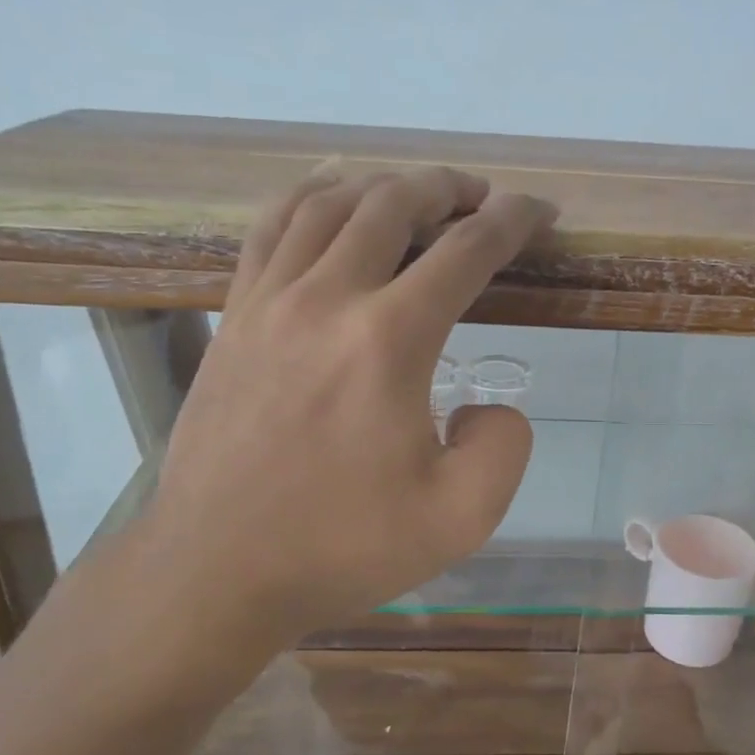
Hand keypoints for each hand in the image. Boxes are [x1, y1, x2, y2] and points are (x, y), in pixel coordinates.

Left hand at [134, 164, 555, 657]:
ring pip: (329, 204)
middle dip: (448, 189)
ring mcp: (268, 300)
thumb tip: (488, 405)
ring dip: (382, 185)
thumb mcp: (459, 518)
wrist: (216, 569)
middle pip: (393, 204)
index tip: (538, 212)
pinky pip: (269, 228)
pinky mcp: (233, 316)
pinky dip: (309, 198)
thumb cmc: (340, 546)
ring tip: (413, 194)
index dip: (512, 221)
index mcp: (388, 340)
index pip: (465, 251)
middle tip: (480, 198)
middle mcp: (326, 298)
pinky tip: (328, 202)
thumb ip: (504, 449)